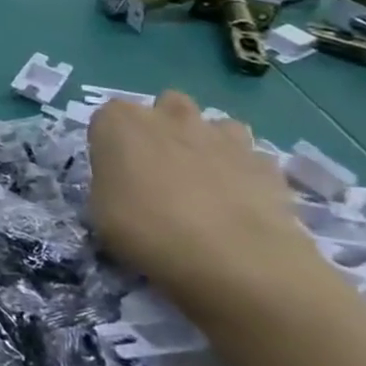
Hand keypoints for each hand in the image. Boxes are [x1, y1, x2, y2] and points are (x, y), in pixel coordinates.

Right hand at [88, 91, 320, 311]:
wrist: (234, 259)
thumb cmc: (147, 230)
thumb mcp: (100, 211)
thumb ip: (110, 184)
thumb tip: (125, 186)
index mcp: (121, 122)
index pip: (107, 117)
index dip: (111, 143)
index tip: (114, 172)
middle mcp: (169, 116)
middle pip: (165, 106)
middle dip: (164, 127)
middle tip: (161, 169)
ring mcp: (222, 135)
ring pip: (214, 124)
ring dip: (208, 144)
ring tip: (205, 184)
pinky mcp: (265, 161)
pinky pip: (250, 157)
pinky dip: (243, 171)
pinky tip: (239, 202)